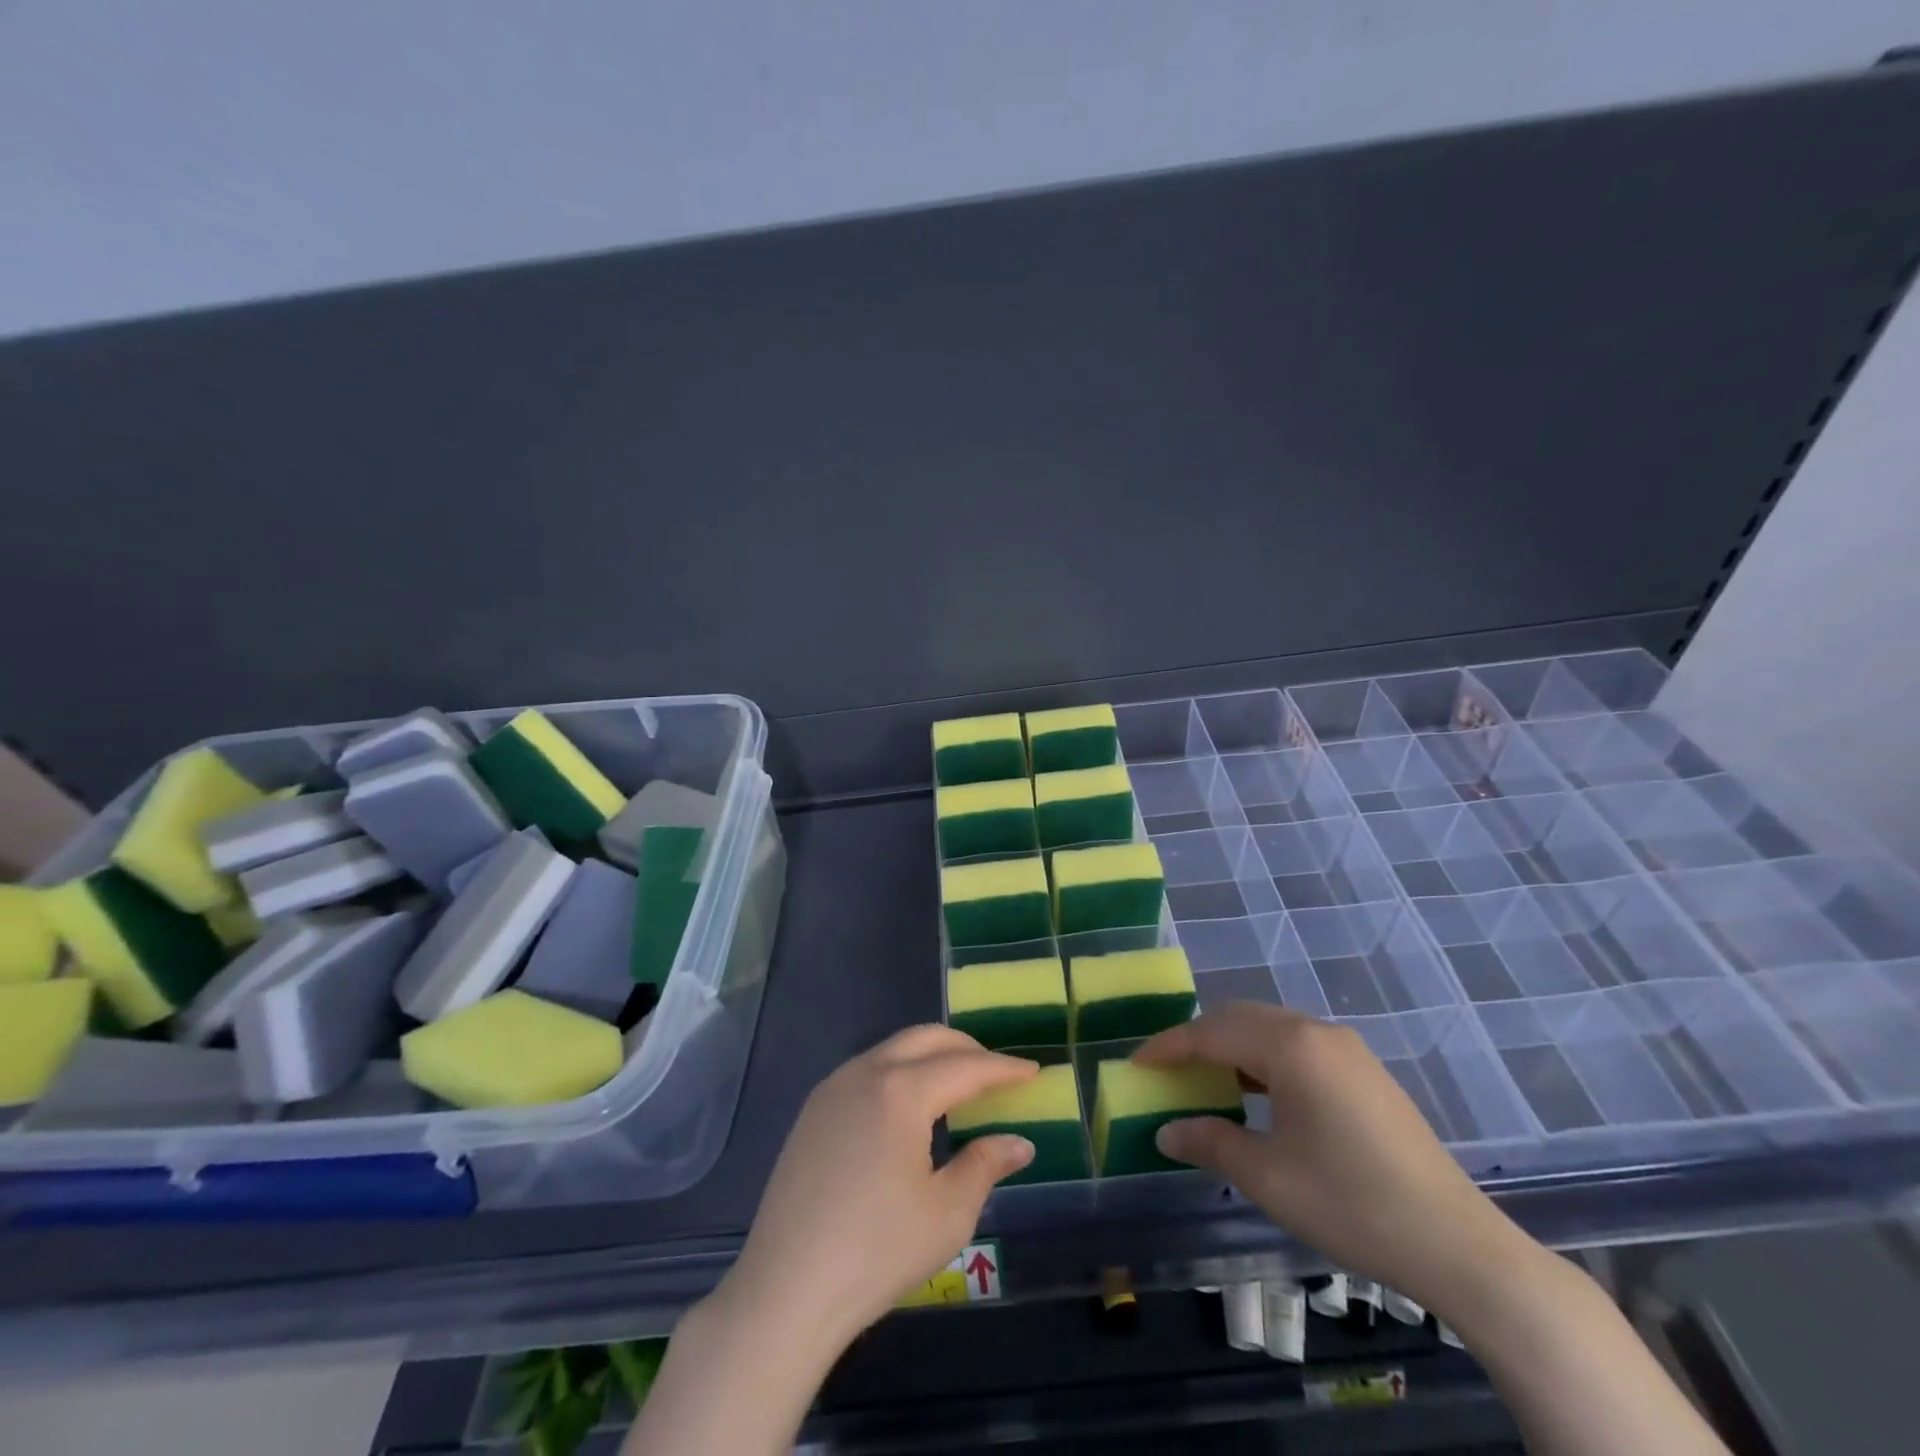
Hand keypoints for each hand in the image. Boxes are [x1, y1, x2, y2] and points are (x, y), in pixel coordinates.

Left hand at [718, 1025, 1037, 1349]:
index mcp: (901, 1091)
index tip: (1032, 1070)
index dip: (1003, 1068)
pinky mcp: (813, 1109)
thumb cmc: (876, 1251)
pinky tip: (909, 1108)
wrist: (786, 1289)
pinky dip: (900, 1072)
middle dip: (967, 1049)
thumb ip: (985, 1165)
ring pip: (894, 1049)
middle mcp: (866, 1071)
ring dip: (931, 1057)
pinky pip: (868, 1070)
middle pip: (926, 1038)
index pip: (965, 1067)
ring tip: (958, 1087)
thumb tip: (1019, 1142)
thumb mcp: (947, 1213)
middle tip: (997, 1073)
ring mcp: (833, 1086)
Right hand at [1136, 1002, 1533, 1317]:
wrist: (1458, 1244)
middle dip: (1197, 1038)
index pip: (1211, 1031)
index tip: (1137, 1064)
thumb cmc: (1351, 1203)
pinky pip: (1297, 1045)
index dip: (1169, 1046)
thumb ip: (1210, 1143)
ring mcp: (1346, 1048)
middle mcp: (1317, 1031)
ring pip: (1270, 1028)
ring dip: (1231, 1045)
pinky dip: (1263, 1057)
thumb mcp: (1268, 1177)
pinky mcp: (1364, 1070)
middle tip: (1166, 1069)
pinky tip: (1257, 1092)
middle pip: (1240, 1017)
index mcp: (1290, 1047)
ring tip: (1205, 1079)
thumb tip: (1166, 1131)